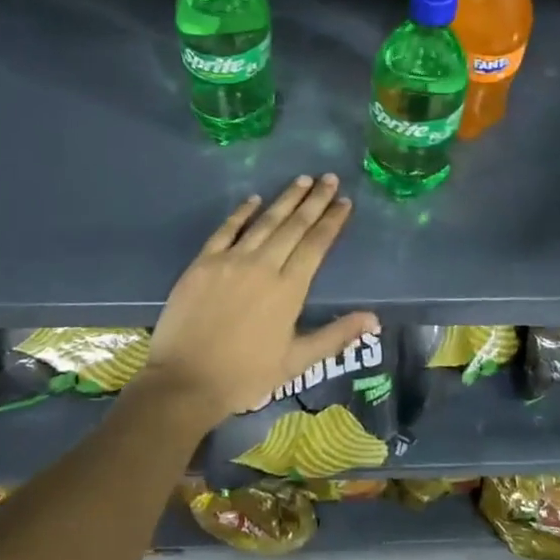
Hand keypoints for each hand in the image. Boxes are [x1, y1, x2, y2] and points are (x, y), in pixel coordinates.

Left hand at [136, 174, 377, 426]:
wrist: (185, 382)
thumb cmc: (245, 375)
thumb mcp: (297, 361)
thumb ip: (336, 335)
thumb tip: (374, 319)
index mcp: (289, 289)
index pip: (316, 245)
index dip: (332, 221)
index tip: (344, 201)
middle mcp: (263, 266)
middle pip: (294, 225)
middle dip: (314, 200)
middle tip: (329, 177)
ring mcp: (231, 261)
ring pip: (265, 221)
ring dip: (285, 199)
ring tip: (302, 179)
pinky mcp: (203, 263)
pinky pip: (227, 230)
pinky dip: (242, 212)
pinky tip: (254, 199)